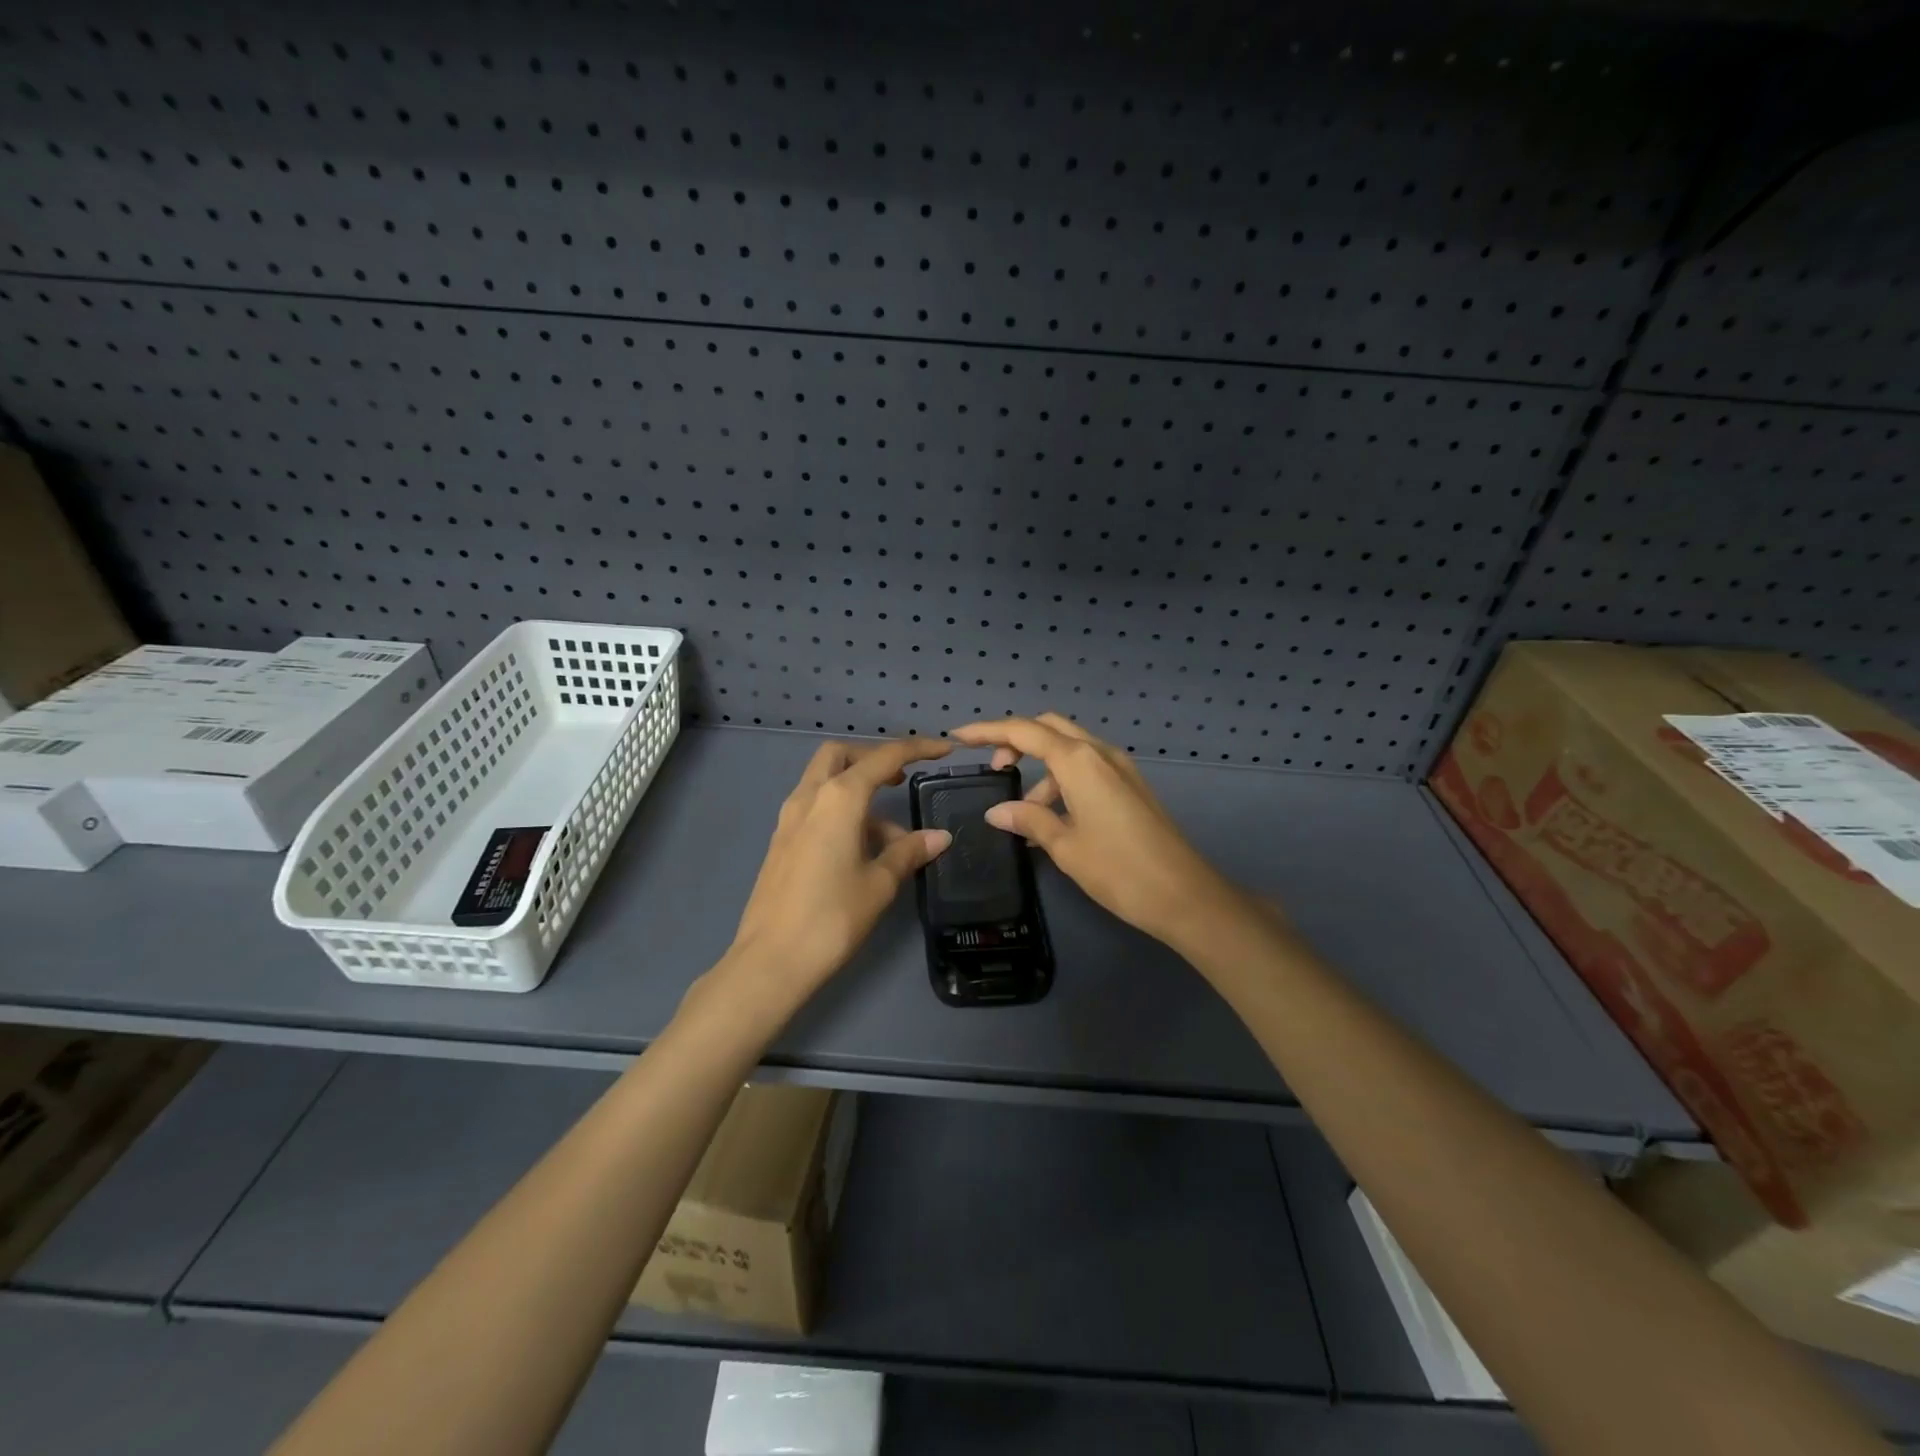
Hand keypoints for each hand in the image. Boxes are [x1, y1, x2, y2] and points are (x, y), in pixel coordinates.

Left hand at [722, 736, 953, 1009]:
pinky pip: (815, 808)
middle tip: (900, 780)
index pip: (884, 757)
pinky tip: (860, 851)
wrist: (770, 960)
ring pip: (825, 781)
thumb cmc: (832, 917)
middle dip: (873, 758)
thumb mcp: (880, 884)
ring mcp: (789, 818)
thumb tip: (940, 836)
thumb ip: (909, 852)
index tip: (944, 750)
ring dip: (859, 792)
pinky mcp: (781, 841)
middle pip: (841, 755)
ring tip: (891, 838)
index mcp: (839, 798)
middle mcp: (810, 797)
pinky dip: (841, 812)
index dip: (918, 748)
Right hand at [949, 714, 1244, 949]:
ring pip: (1069, 750)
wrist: (1184, 895)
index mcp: (1079, 761)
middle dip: (1016, 740)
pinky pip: (1087, 768)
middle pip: (1049, 728)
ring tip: (1025, 815)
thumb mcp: (1065, 846)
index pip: (1024, 731)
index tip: (958, 737)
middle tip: (994, 768)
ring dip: (1042, 770)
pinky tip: (1053, 818)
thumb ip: (1028, 820)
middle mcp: (1100, 753)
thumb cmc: (1118, 870)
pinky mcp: (1130, 785)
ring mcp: (1120, 767)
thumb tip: (997, 811)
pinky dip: (1063, 781)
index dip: (988, 731)